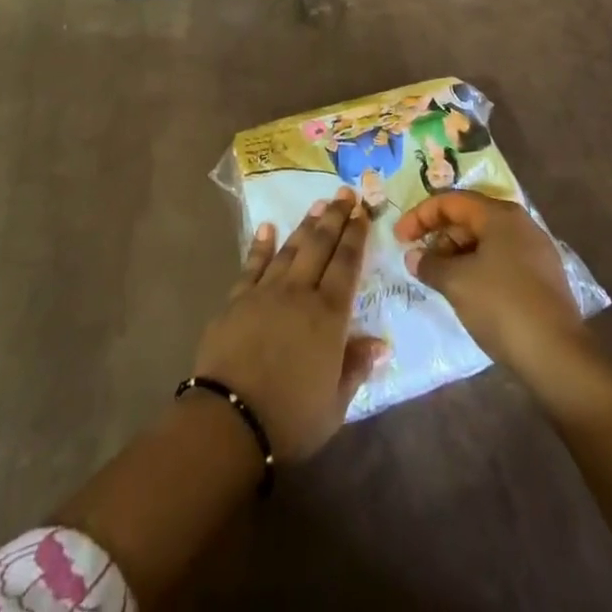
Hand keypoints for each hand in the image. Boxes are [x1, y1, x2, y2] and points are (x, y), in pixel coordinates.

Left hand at [192, 188, 384, 462]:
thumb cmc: (290, 417)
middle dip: (335, 218)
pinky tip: (268, 228)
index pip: (346, 265)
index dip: (356, 236)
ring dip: (305, 225)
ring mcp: (266, 291)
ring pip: (290, 249)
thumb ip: (356, 367)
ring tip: (318, 204)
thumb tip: (381, 343)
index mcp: (328, 316)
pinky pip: (253, 264)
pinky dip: (262, 244)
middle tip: (345, 194)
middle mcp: (299, 292)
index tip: (363, 212)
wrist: (230, 418)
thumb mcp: (335, 404)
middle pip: (320, 246)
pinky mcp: (238, 298)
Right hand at [394, 191, 582, 373]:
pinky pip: (500, 260)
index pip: (450, 201)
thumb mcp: (456, 283)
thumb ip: (430, 264)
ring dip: (457, 254)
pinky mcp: (542, 277)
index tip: (399, 238)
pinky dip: (477, 268)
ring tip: (439, 279)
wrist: (558, 357)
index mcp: (500, 214)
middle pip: (469, 218)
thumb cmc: (502, 306)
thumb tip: (414, 257)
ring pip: (485, 240)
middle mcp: (520, 224)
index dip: (420, 216)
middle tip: (419, 261)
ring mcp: (535, 250)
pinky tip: (466, 291)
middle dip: (439, 236)